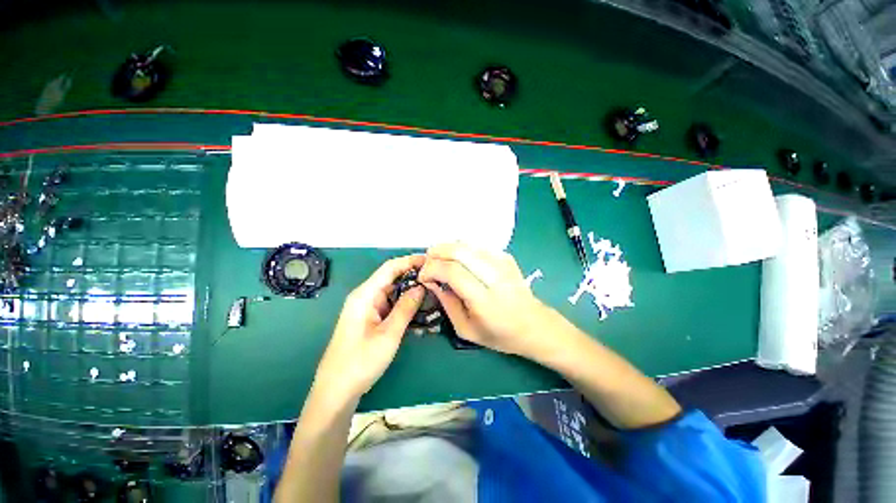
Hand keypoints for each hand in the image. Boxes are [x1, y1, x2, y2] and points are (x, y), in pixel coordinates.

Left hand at [313, 255, 425, 401]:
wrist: (336, 392)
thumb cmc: (361, 361)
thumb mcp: (388, 334)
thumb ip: (406, 308)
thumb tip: (421, 287)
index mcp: (365, 294)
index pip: (390, 268)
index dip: (410, 261)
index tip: (430, 261)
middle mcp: (366, 297)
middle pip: (393, 279)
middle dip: (414, 278)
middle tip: (437, 281)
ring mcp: (368, 309)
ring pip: (394, 294)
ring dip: (412, 295)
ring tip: (434, 296)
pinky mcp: (371, 320)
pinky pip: (391, 307)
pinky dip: (405, 308)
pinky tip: (421, 314)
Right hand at [418, 243, 559, 357]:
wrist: (534, 325)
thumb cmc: (499, 333)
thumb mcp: (466, 330)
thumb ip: (446, 304)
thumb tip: (431, 282)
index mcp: (484, 300)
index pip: (452, 271)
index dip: (432, 269)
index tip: (423, 276)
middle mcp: (494, 276)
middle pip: (459, 250)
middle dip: (436, 253)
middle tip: (427, 263)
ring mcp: (502, 263)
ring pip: (467, 243)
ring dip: (447, 248)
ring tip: (439, 260)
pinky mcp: (506, 256)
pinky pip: (477, 245)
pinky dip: (461, 248)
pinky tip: (457, 259)